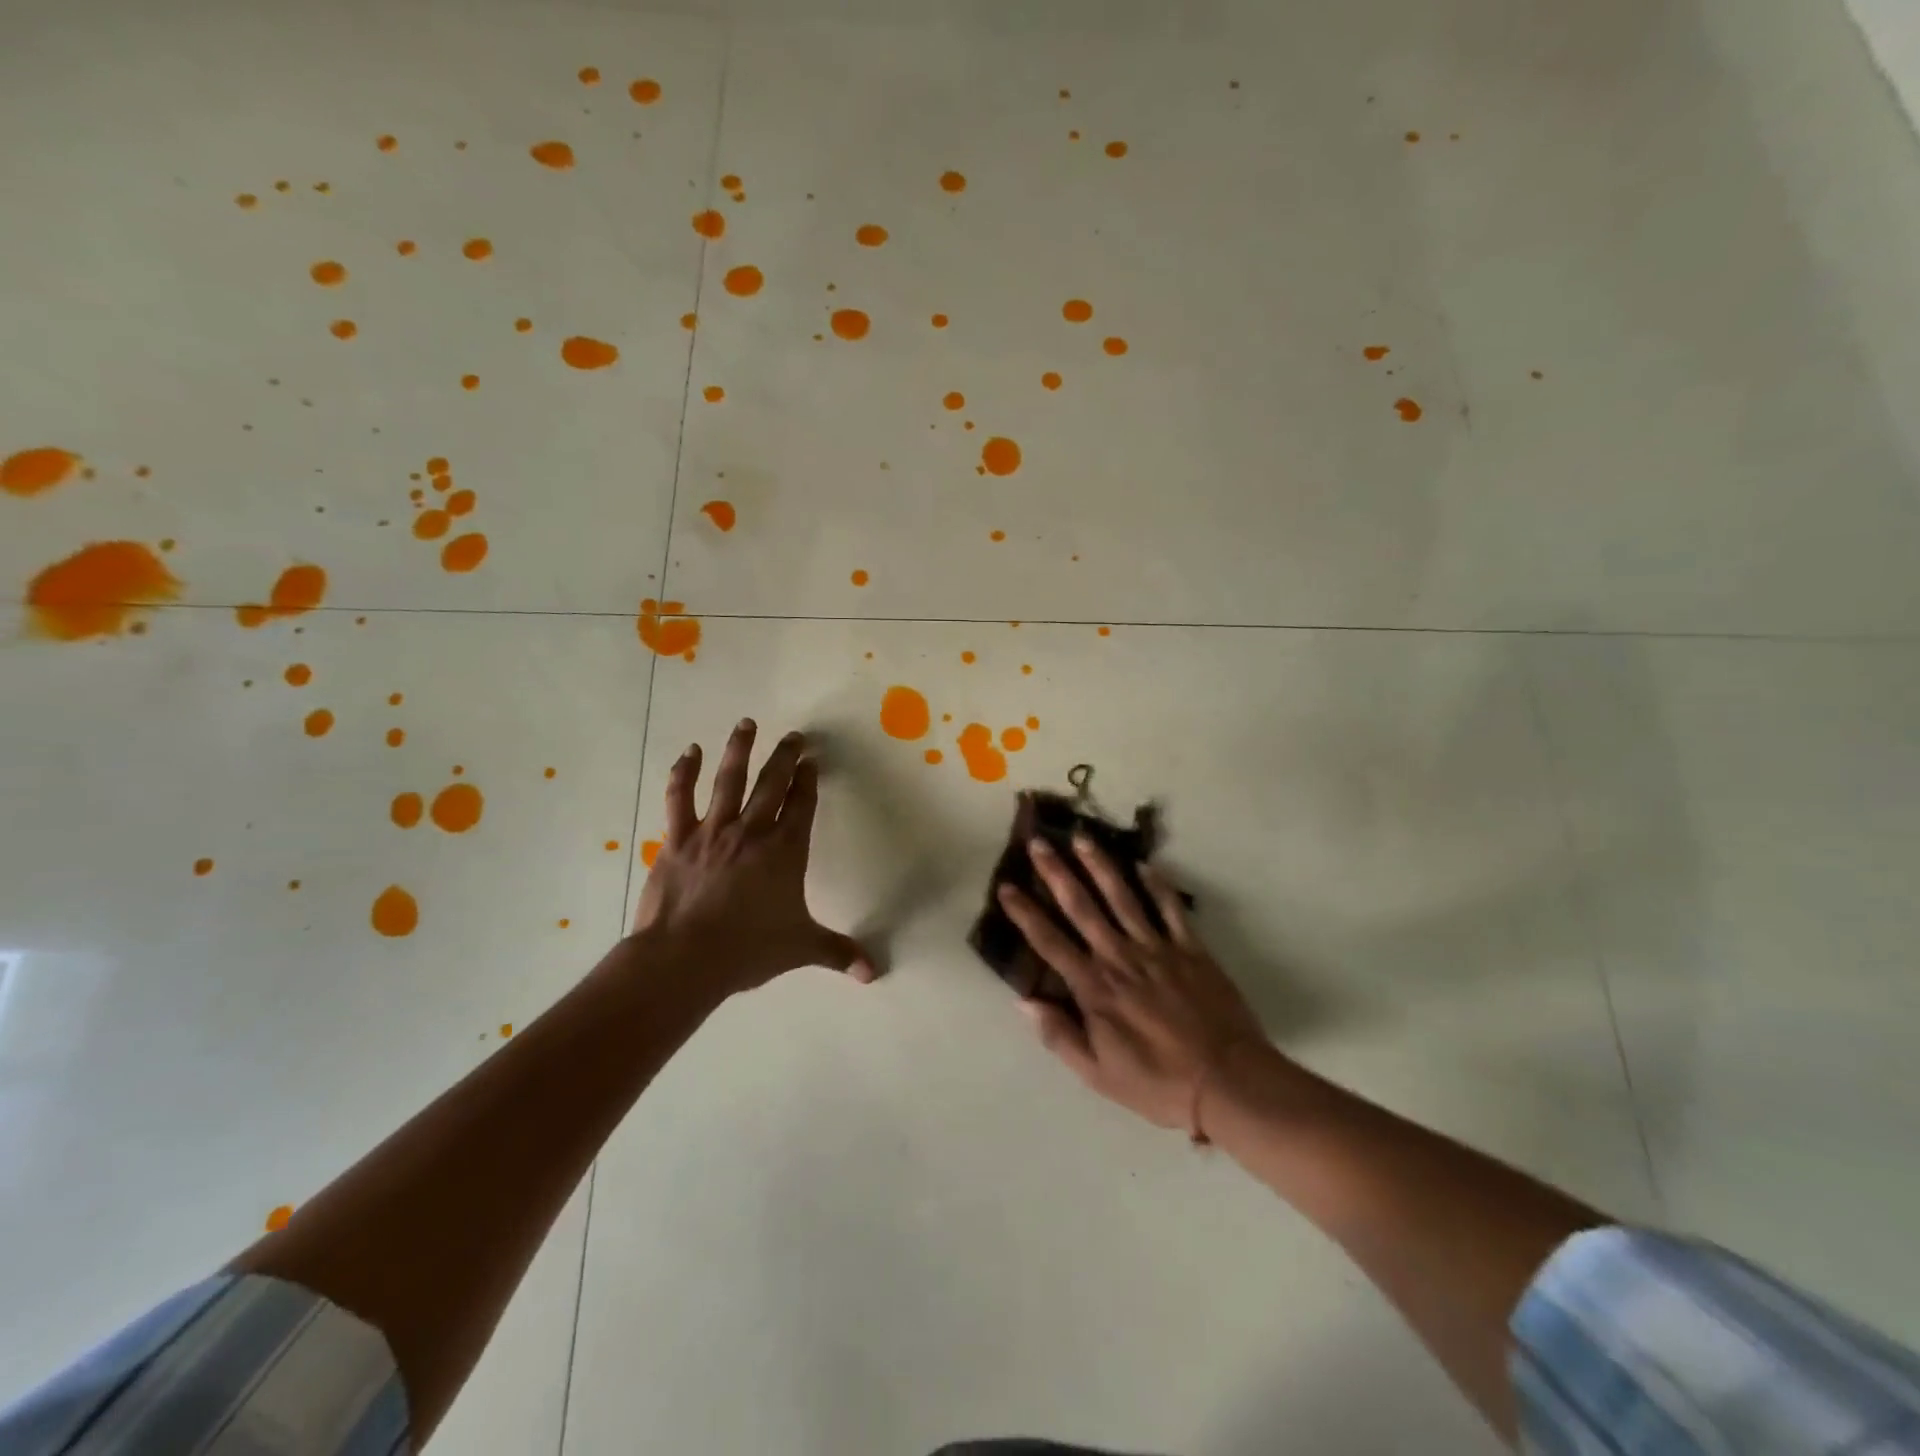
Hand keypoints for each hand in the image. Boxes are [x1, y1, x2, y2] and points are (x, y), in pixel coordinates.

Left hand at [633, 719, 874, 994]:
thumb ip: (838, 953)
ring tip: (747, 724)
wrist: (684, 959)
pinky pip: (680, 797)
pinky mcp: (678, 839)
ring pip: (729, 779)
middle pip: (772, 783)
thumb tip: (874, 973)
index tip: (812, 761)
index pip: (802, 804)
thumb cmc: (748, 950)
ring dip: (739, 749)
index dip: (808, 780)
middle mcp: (752, 831)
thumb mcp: (800, 949)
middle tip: (794, 736)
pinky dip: (683, 773)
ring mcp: (713, 831)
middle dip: (785, 757)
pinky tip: (688, 753)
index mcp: (784, 850)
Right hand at [997, 836, 1264, 1133]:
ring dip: (1100, 865)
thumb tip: (1023, 1001)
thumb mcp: (1098, 1074)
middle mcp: (1120, 957)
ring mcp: (1157, 948)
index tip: (1006, 887)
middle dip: (1056, 873)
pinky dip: (1157, 885)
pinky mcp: (1190, 949)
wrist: (1226, 1081)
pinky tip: (1145, 863)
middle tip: (1039, 842)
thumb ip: (1059, 1035)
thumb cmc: (1157, 1082)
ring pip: (1122, 897)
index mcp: (1094, 988)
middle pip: (1082, 907)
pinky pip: (1170, 909)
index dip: (1025, 913)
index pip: (1050, 942)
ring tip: (1082, 837)